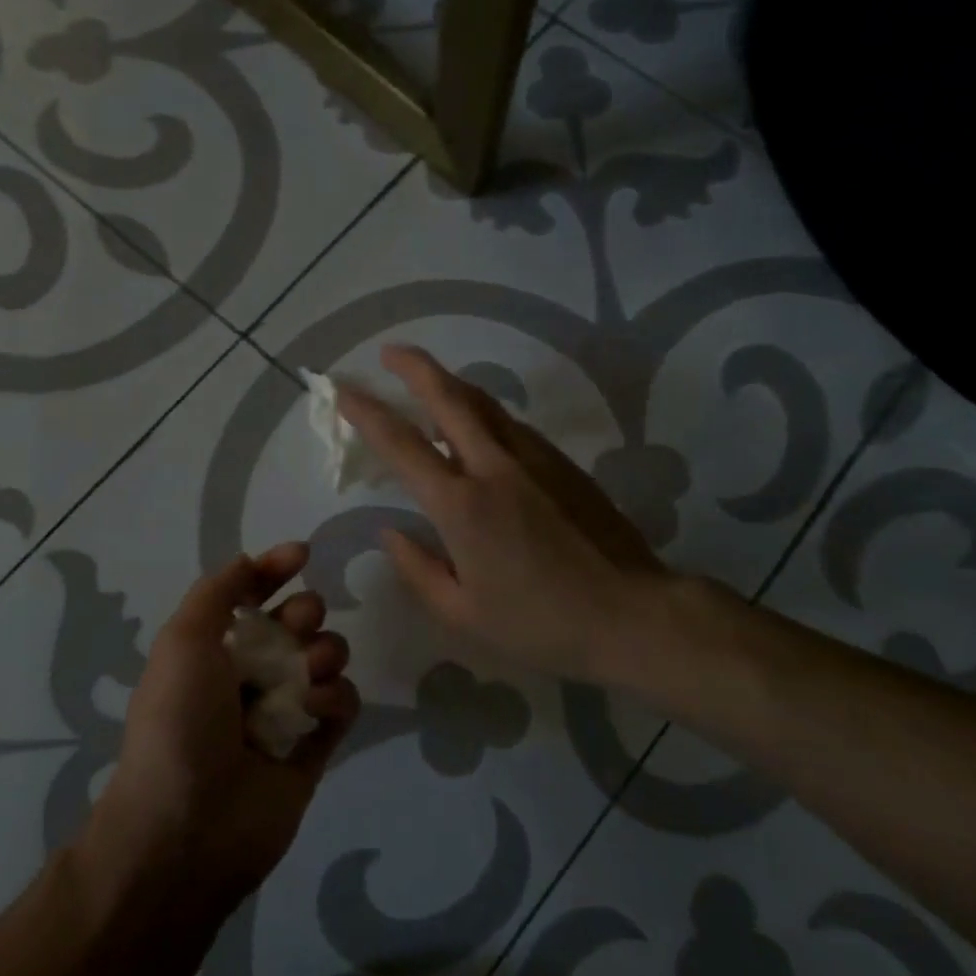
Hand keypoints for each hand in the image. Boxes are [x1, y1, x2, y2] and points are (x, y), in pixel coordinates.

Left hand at [83, 544, 359, 919]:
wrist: (187, 828)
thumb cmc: (179, 722)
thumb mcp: (183, 639)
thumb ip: (218, 590)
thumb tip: (252, 560)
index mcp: (214, 648)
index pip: (252, 595)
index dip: (275, 570)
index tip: (302, 554)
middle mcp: (250, 674)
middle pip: (298, 622)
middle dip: (305, 613)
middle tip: (299, 626)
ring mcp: (284, 711)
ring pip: (326, 658)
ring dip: (325, 652)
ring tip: (309, 673)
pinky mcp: (313, 748)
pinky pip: (342, 705)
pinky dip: (336, 698)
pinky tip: (317, 711)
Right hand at [338, 344, 669, 685]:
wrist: (633, 614)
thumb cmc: (540, 623)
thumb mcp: (463, 613)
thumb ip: (418, 568)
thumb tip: (390, 532)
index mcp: (461, 505)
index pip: (401, 444)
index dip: (366, 411)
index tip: (342, 389)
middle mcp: (494, 466)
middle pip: (449, 396)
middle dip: (414, 366)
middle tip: (389, 352)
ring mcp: (534, 457)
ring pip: (484, 403)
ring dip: (450, 384)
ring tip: (428, 382)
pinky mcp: (562, 462)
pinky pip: (510, 424)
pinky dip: (482, 412)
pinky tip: (477, 428)